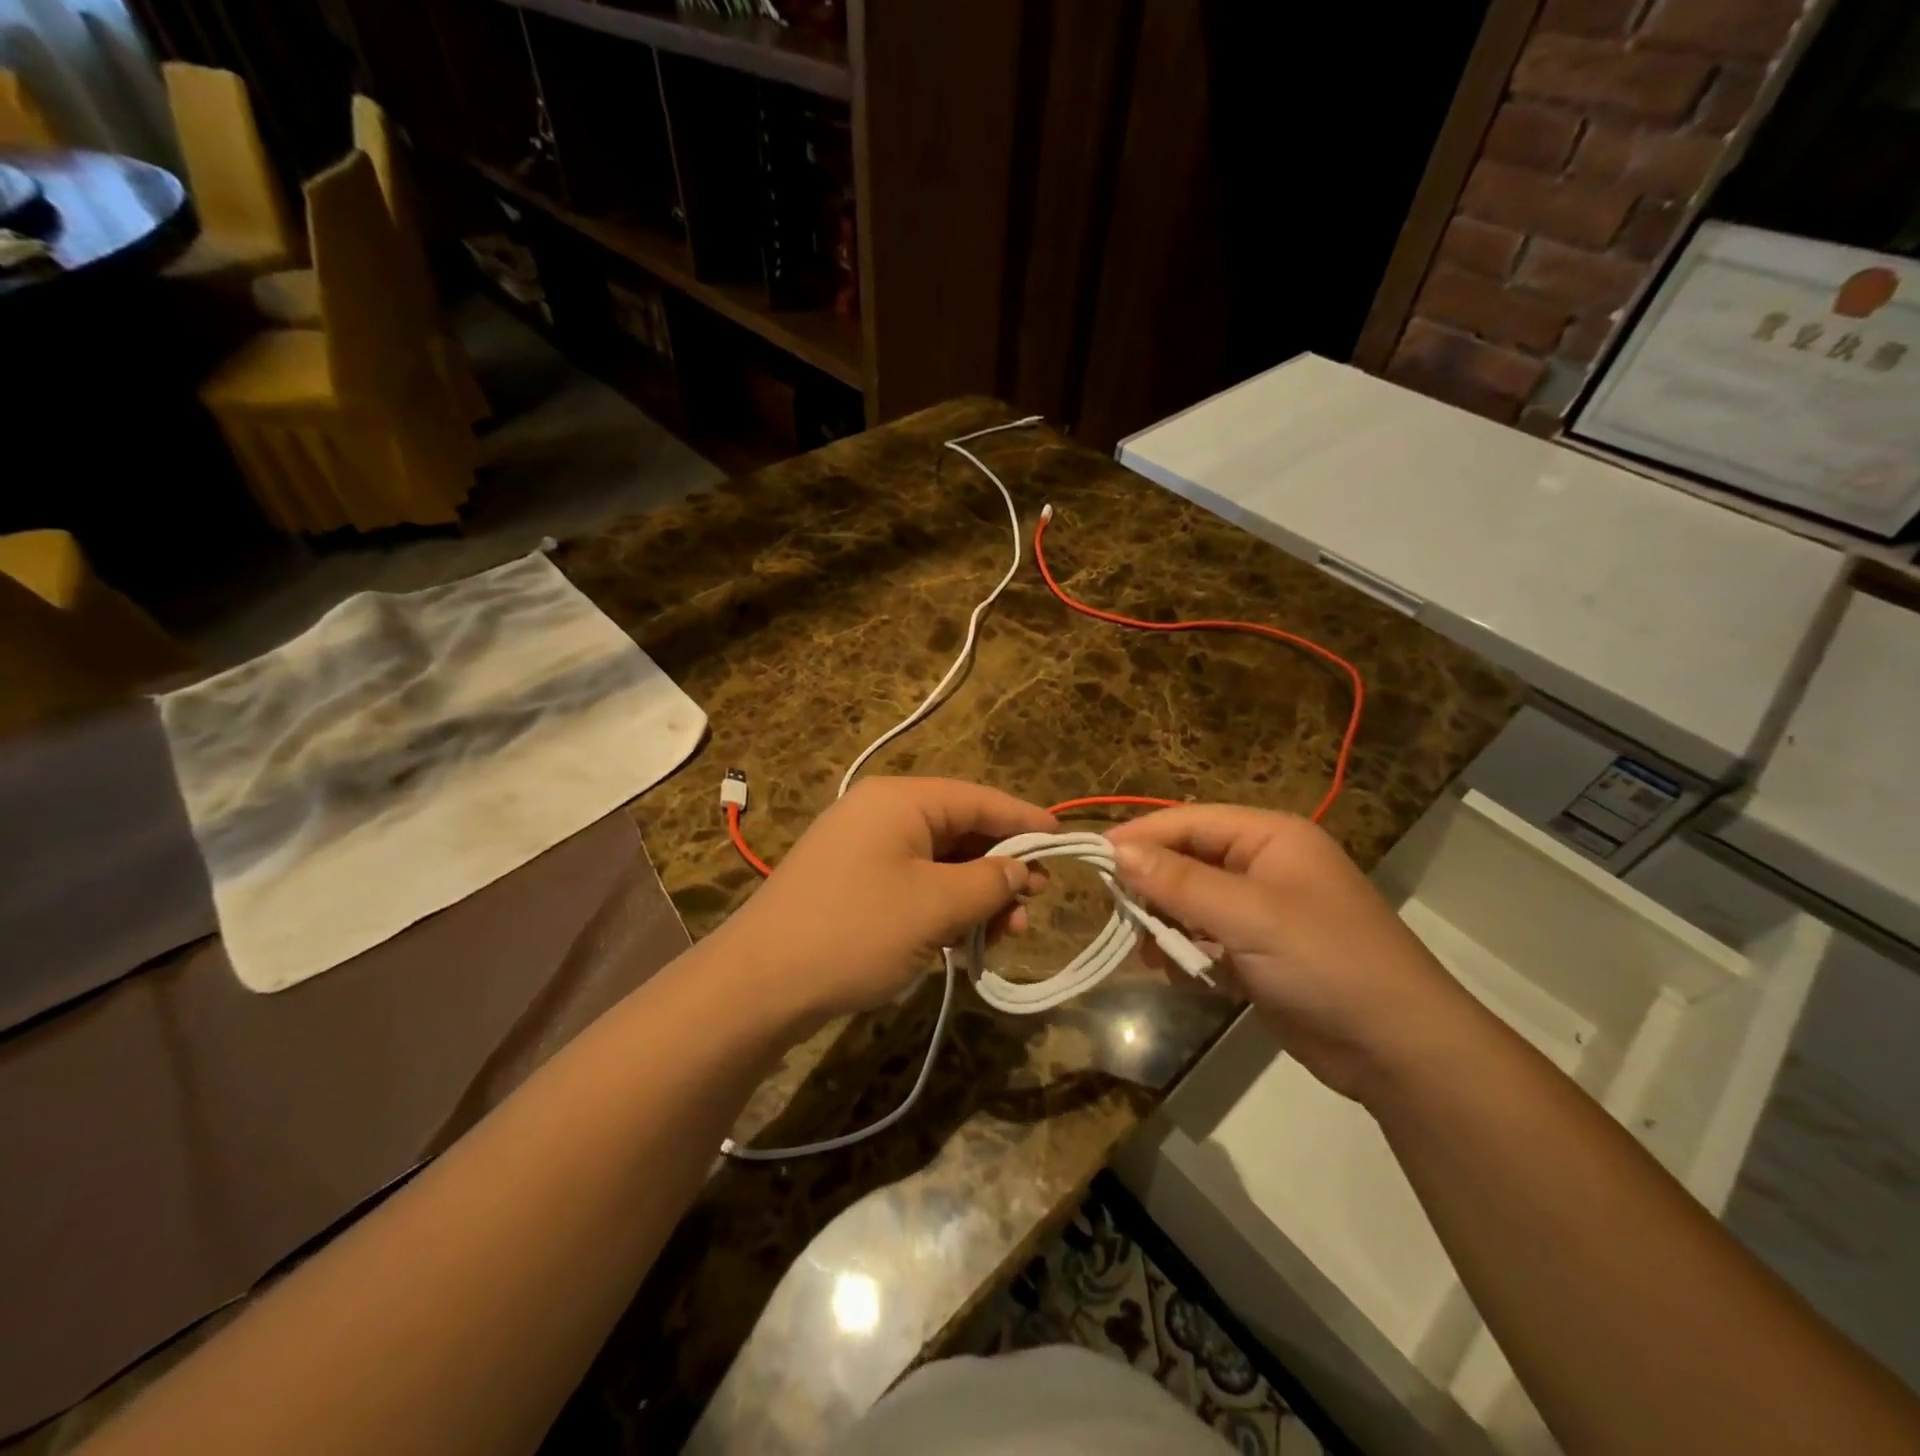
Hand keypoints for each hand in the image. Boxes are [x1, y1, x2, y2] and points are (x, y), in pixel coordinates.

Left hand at [711, 777, 1054, 1029]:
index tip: (1065, 844)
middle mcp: (882, 812)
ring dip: (975, 895)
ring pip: (940, 861)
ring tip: (1002, 936)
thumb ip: (989, 882)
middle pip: (961, 830)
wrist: (759, 983)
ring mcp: (863, 847)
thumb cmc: (855, 932)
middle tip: (1032, 908)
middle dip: (1000, 869)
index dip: (1026, 822)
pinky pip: (914, 881)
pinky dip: (943, 906)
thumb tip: (1020, 870)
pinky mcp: (853, 881)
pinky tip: (962, 941)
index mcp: (901, 800)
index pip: (980, 799)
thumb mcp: (935, 907)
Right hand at [1107, 805, 1472, 1103]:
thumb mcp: (1249, 916)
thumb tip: (1117, 852)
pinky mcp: (1257, 954)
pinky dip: (1184, 953)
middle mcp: (1263, 866)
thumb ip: (1180, 883)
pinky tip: (1173, 972)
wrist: (1399, 1050)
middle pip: (1187, 860)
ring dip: (1164, 923)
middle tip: (1116, 911)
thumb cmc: (1327, 963)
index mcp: (1270, 838)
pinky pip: (1204, 939)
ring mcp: (1260, 912)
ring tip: (1145, 949)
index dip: (1141, 837)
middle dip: (1152, 885)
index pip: (1189, 821)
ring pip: (1191, 902)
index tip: (1092, 859)